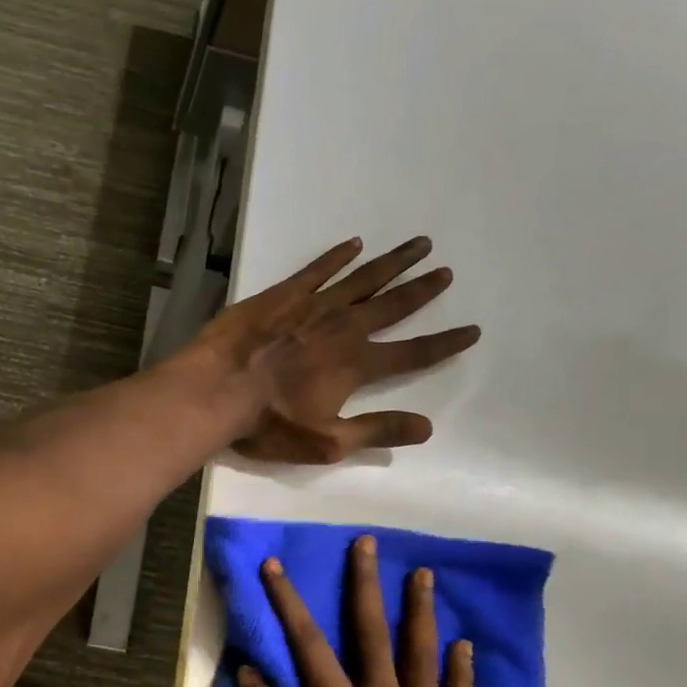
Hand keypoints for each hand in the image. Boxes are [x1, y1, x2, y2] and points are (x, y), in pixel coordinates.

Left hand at [192, 237, 479, 463]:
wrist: (214, 391)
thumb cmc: (267, 423)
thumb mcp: (326, 442)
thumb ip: (377, 431)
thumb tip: (427, 427)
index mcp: (356, 365)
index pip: (412, 354)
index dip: (443, 344)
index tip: (472, 330)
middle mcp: (343, 328)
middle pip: (392, 305)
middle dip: (422, 290)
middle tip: (446, 271)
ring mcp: (312, 306)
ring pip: (361, 279)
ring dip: (392, 263)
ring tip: (419, 244)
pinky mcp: (281, 295)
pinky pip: (316, 269)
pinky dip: (336, 256)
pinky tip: (354, 244)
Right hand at [237, 534, 474, 686]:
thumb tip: (252, 675)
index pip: (309, 647)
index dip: (288, 603)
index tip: (275, 567)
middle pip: (374, 637)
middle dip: (367, 587)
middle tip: (369, 544)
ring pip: (422, 660)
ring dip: (421, 615)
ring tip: (425, 576)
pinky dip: (461, 675)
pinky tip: (464, 648)